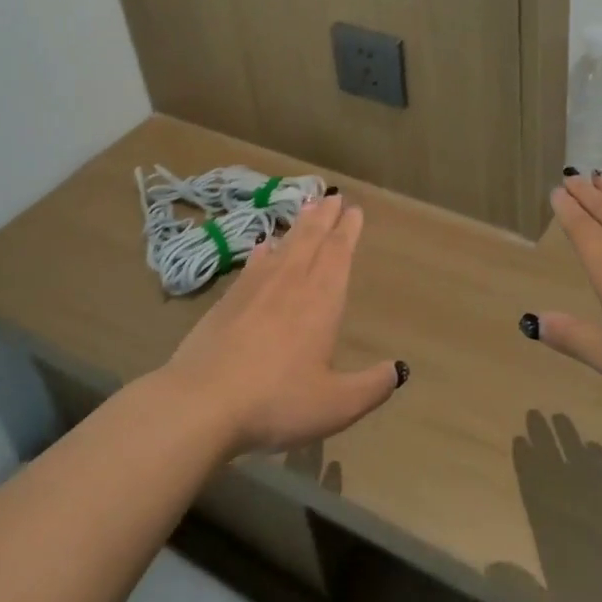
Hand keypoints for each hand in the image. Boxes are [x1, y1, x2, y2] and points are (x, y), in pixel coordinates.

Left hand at [155, 193, 403, 454]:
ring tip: (308, 207)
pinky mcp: (227, 300)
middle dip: (325, 217)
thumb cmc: (277, 401)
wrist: (202, 402)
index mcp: (321, 300)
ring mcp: (255, 288)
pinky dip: (264, 250)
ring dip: (299, 225)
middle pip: (311, 240)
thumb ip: (371, 387)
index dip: (347, 230)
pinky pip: (253, 263)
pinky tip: (264, 245)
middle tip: (334, 196)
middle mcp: (291, 283)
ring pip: (284, 246)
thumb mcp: (335, 405)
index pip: (338, 254)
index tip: (353, 210)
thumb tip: (399, 370)